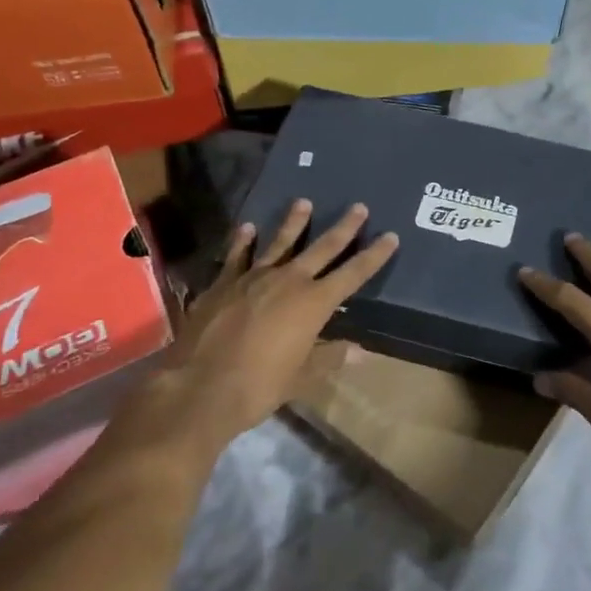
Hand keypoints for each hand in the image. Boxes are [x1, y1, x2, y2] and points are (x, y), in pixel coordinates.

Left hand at [112, 200, 397, 466]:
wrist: (200, 388)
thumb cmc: (259, 386)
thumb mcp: (302, 377)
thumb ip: (330, 358)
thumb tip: (361, 352)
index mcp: (314, 303)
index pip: (353, 273)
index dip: (374, 255)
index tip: (390, 236)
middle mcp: (288, 281)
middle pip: (322, 248)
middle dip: (343, 228)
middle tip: (359, 206)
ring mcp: (253, 278)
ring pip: (279, 242)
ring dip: (293, 222)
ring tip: (303, 202)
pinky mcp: (223, 283)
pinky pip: (237, 256)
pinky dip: (243, 241)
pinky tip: (248, 228)